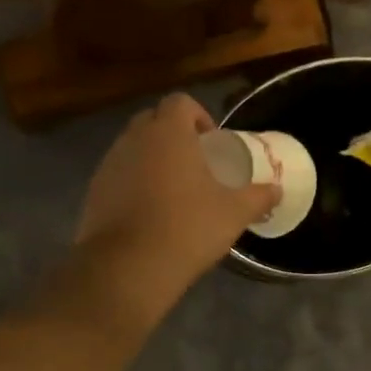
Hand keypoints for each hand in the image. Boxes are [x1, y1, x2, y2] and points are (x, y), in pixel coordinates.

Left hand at [76, 94, 280, 295]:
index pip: (180, 102)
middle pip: (153, 120)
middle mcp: (133, 139)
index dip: (198, 115)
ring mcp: (108, 165)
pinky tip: (149, 212)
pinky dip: (133, 183)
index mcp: (168, 132)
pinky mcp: (93, 192)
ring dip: (151, 158)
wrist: (128, 268)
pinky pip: (118, 174)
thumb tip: (277, 190)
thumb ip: (257, 196)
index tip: (212, 142)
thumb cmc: (187, 228)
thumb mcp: (233, 213)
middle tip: (194, 162)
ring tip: (173, 189)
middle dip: (173, 134)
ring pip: (132, 147)